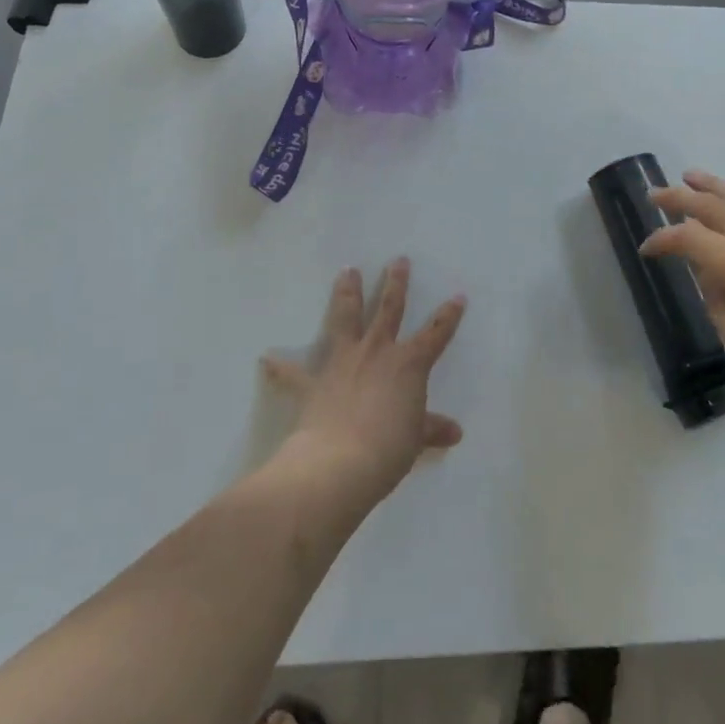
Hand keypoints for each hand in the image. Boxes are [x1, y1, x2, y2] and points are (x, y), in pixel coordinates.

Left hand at [262, 259, 465, 504]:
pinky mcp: (313, 382)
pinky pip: (293, 373)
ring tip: (347, 270)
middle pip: (389, 309)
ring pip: (346, 318)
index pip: (436, 333)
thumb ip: (432, 429)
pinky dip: (280, 367)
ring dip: (347, 293)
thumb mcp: (416, 440)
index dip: (449, 315)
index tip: (458, 296)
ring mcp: (343, 362)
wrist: (338, 463)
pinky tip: (266, 359)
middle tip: (398, 260)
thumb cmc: (388, 449)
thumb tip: (455, 432)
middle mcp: (376, 351)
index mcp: (408, 363)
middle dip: (395, 284)